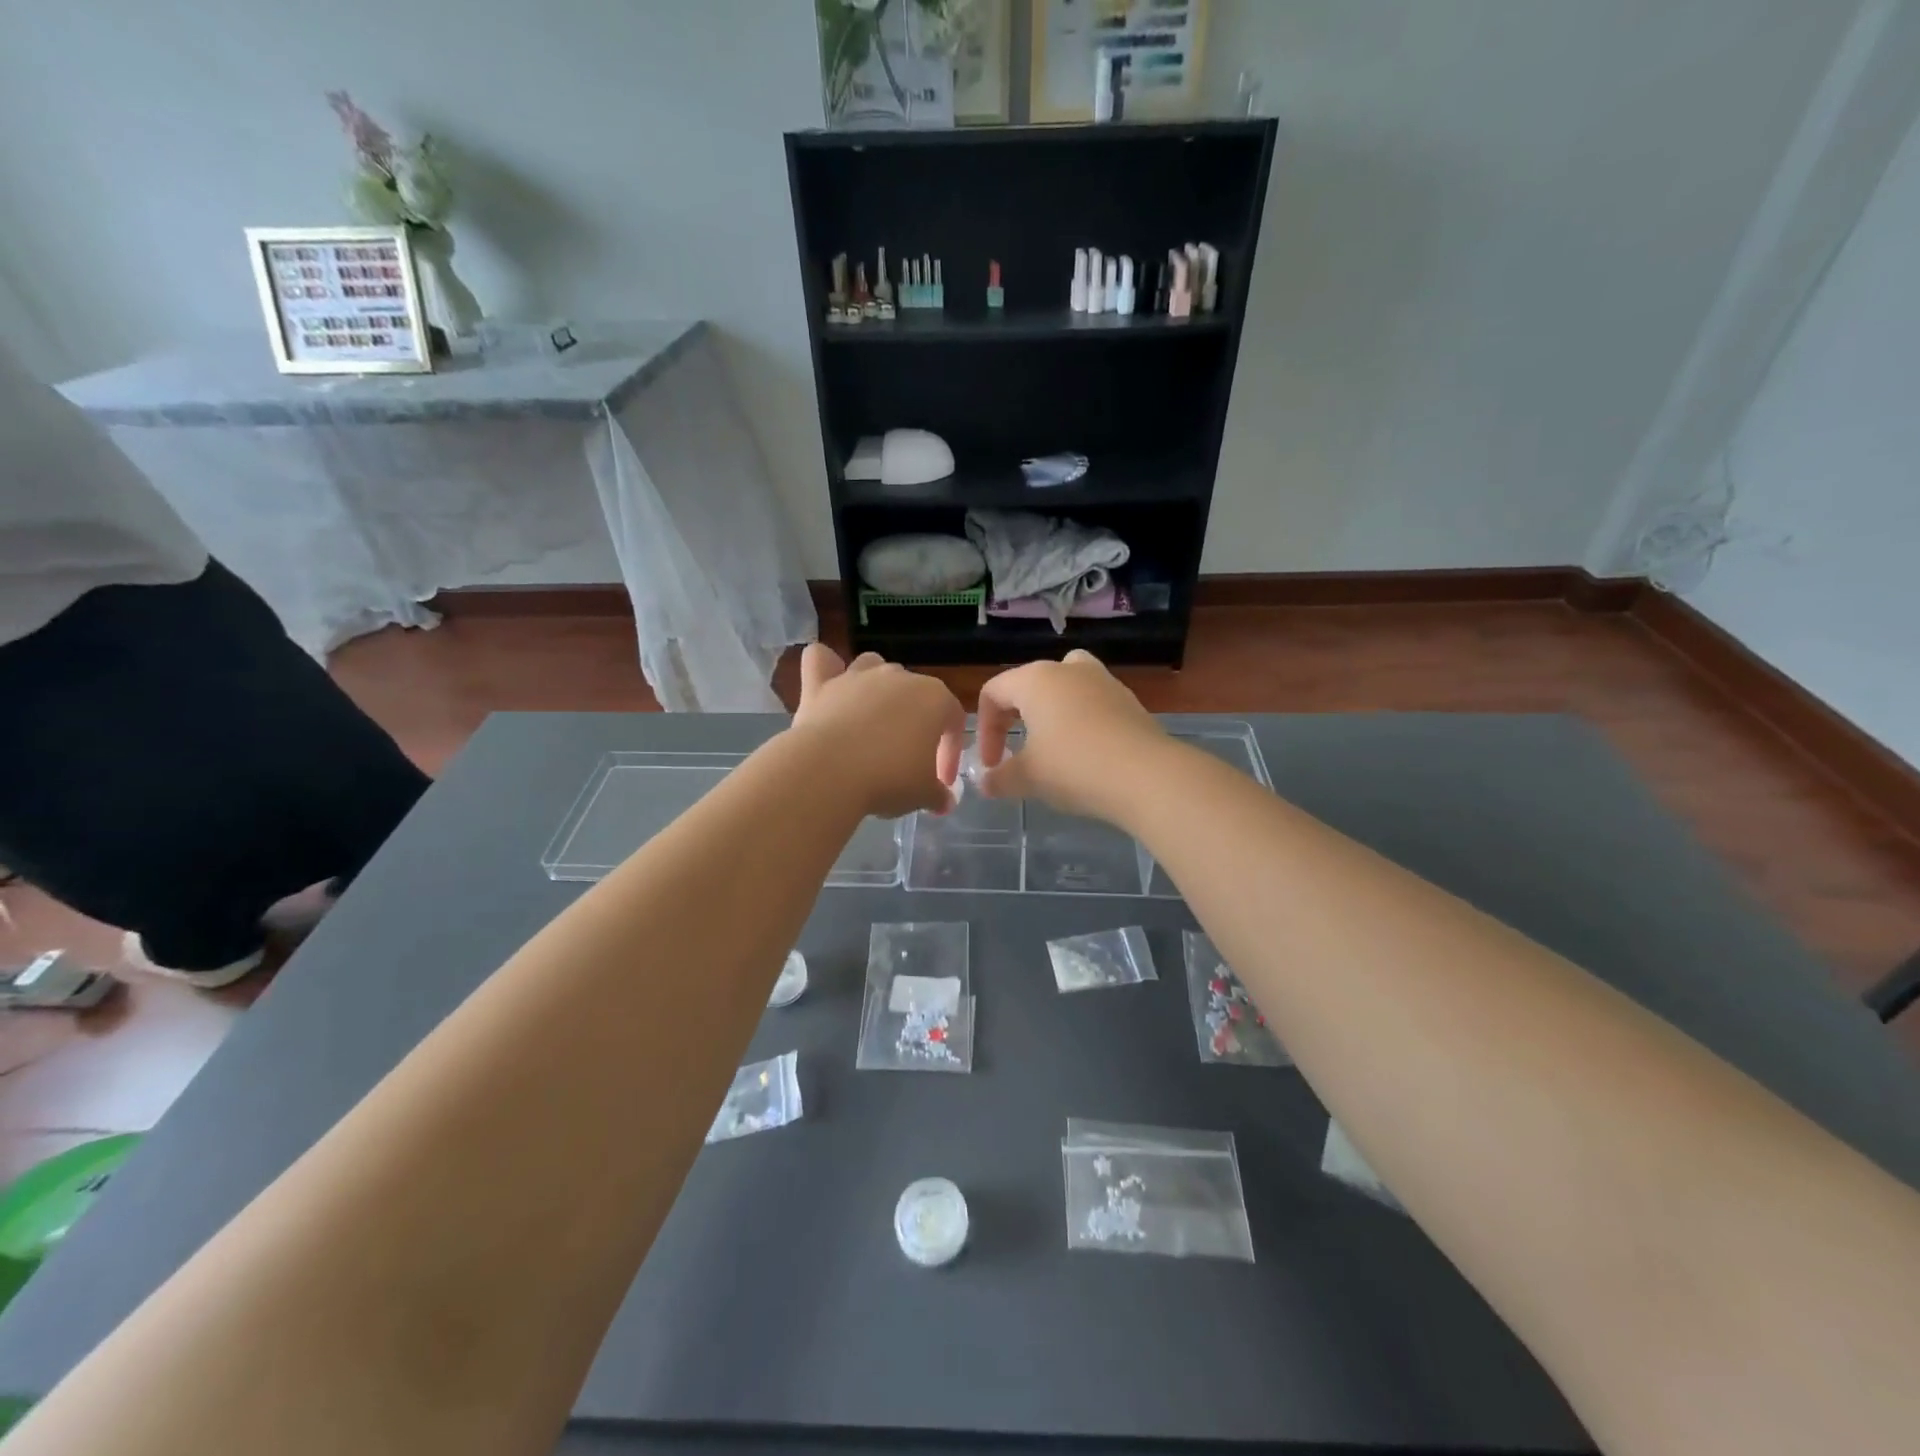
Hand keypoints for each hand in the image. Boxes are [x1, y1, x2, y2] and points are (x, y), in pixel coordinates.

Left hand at [791, 645, 965, 817]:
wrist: (829, 773)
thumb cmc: (889, 779)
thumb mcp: (924, 795)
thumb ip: (939, 795)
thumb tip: (945, 802)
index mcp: (934, 698)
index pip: (953, 721)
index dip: (950, 752)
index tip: (941, 782)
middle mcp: (898, 677)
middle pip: (914, 693)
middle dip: (913, 723)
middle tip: (905, 761)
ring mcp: (857, 676)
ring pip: (873, 667)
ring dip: (876, 688)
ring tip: (871, 720)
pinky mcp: (819, 683)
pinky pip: (822, 660)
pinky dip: (825, 668)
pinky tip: (827, 686)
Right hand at [974, 650, 1167, 820]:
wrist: (1147, 776)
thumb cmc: (1074, 768)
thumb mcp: (1027, 778)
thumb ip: (999, 778)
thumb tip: (985, 782)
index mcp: (1035, 680)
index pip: (993, 693)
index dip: (985, 729)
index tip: (992, 764)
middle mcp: (1068, 669)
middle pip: (1028, 684)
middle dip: (1014, 719)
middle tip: (1014, 752)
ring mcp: (1103, 680)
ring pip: (1065, 686)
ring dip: (1050, 713)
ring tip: (1051, 745)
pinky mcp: (1129, 699)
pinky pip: (1093, 702)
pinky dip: (1081, 721)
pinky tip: (1086, 754)